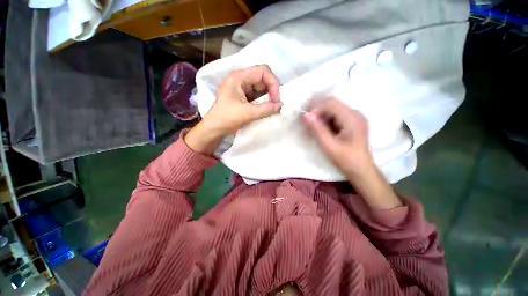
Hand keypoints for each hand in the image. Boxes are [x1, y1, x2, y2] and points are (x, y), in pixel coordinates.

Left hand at [185, 65, 281, 154]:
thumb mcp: (247, 113)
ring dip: (268, 97)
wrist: (214, 129)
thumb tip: (281, 106)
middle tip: (276, 104)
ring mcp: (242, 89)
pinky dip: (264, 102)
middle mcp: (241, 79)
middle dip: (272, 91)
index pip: (263, 71)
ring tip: (272, 108)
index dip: (273, 83)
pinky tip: (266, 109)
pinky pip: (258, 96)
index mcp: (239, 77)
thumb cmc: (226, 118)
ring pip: (261, 88)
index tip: (276, 99)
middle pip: (263, 79)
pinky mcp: (244, 97)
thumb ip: (266, 109)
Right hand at [302, 98, 371, 178]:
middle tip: (305, 120)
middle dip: (316, 110)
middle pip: (332, 104)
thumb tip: (306, 115)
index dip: (316, 109)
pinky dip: (324, 121)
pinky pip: (335, 116)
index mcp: (352, 118)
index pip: (330, 104)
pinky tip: (319, 129)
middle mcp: (354, 114)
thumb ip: (317, 130)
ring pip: (332, 110)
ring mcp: (353, 118)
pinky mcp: (351, 123)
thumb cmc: (346, 159)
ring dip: (320, 116)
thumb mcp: (329, 146)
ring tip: (310, 127)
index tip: (306, 120)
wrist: (361, 169)